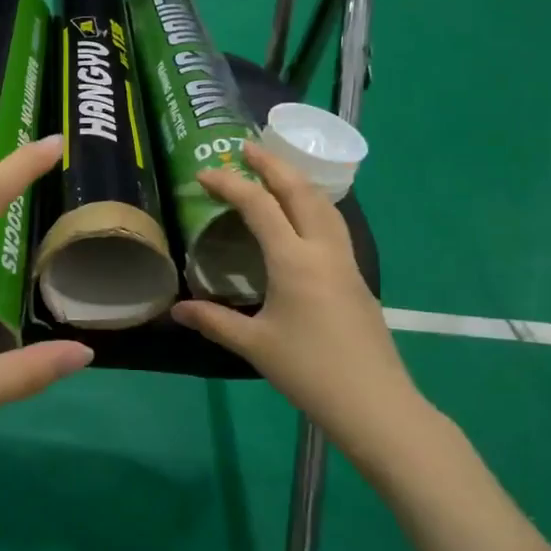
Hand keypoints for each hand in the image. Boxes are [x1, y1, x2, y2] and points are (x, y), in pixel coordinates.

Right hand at [171, 141, 421, 443]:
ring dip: (297, 180)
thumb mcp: (254, 346)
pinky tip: (303, 217)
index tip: (204, 173)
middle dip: (272, 164)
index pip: (259, 206)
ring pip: (323, 204)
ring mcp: (345, 262)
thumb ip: (214, 322)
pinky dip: (313, 204)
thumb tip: (176, 310)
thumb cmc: (310, 371)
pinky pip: (333, 225)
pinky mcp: (356, 278)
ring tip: (275, 171)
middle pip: (300, 191)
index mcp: (293, 260)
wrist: (375, 403)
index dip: (230, 184)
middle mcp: (322, 250)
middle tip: (246, 147)